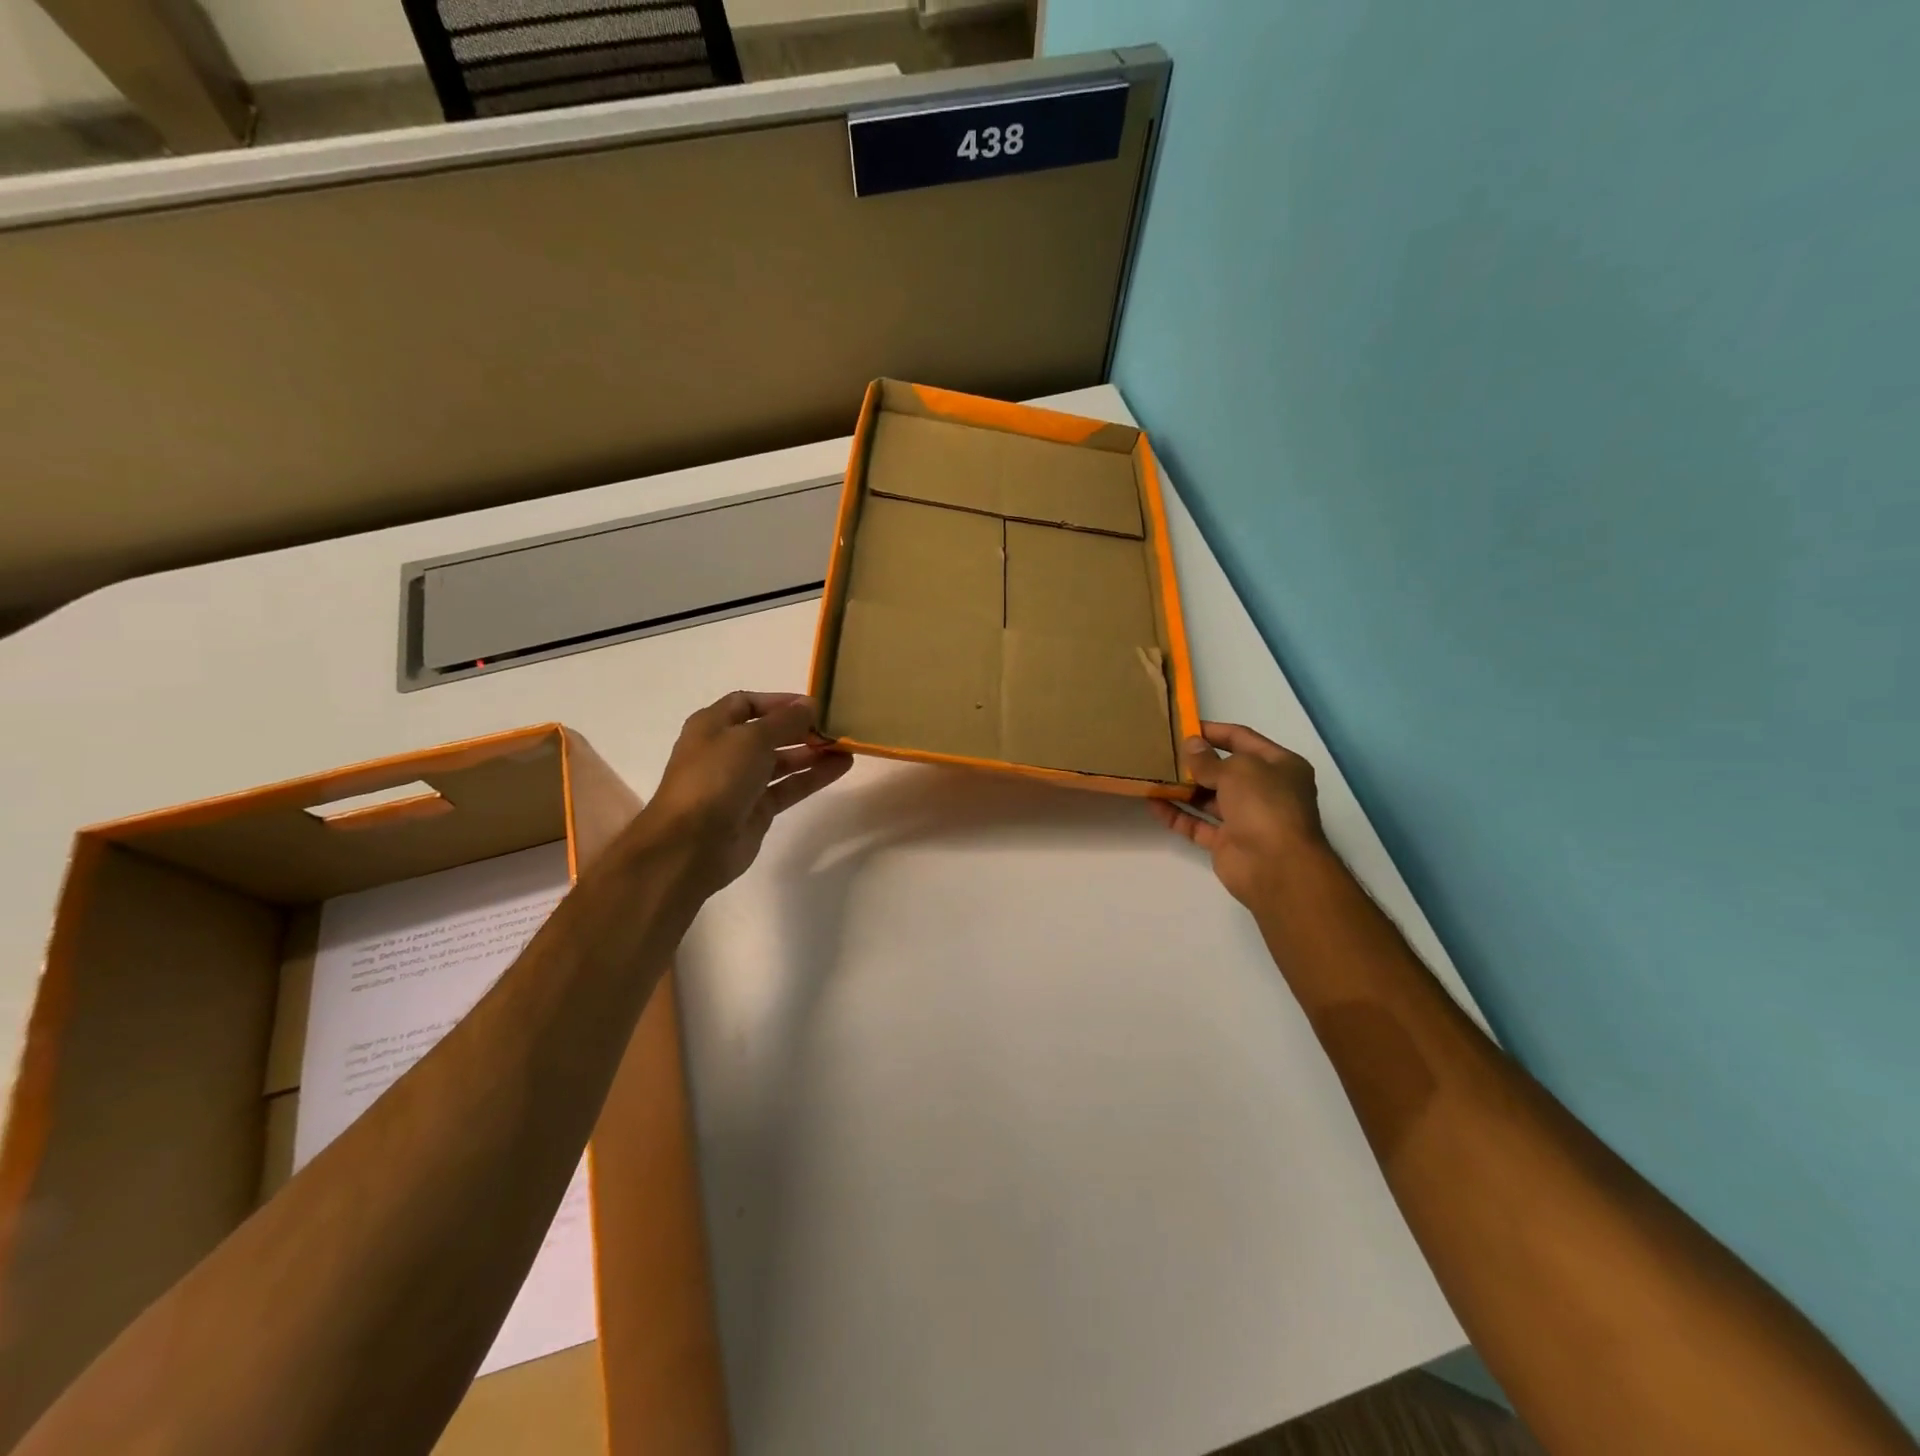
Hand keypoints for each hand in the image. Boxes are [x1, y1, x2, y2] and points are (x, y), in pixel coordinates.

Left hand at [640, 691, 852, 894]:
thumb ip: (785, 720)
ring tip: (846, 746)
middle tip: (836, 727)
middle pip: (768, 733)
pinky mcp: (757, 810)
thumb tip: (809, 706)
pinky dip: (813, 776)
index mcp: (712, 726)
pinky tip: (841, 767)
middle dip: (801, 728)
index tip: (814, 705)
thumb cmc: (716, 777)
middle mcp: (725, 751)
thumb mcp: (752, 738)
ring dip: (812, 752)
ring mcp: (741, 782)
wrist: (691, 844)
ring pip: (782, 761)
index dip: (780, 702)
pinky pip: (789, 786)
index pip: (748, 703)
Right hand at [1148, 722, 1326, 909]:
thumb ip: (1208, 759)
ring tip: (1153, 774)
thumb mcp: (1237, 770)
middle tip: (1163, 751)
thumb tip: (1190, 745)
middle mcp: (1265, 790)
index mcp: (1280, 766)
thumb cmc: (1264, 805)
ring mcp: (1246, 818)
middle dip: (1196, 761)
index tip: (1183, 726)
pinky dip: (1177, 814)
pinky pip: (1198, 824)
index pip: (1242, 739)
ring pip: (1209, 798)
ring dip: (1183, 788)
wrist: (1276, 867)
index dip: (1214, 731)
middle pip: (1225, 769)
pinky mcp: (1227, 843)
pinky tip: (1153, 803)